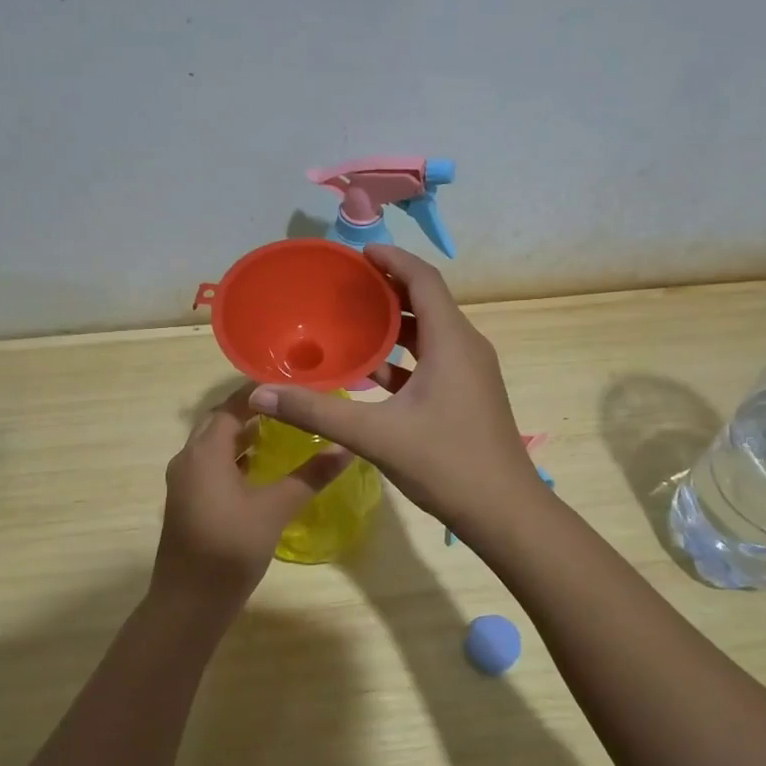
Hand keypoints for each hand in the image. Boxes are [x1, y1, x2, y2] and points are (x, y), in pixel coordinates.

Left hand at [150, 387, 351, 611]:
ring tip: (282, 429)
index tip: (292, 382)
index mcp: (205, 452)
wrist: (188, 603)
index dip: (259, 392)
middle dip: (253, 411)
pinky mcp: (188, 502)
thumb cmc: (230, 548)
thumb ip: (310, 475)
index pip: (232, 406)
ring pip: (215, 446)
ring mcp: (185, 482)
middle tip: (291, 404)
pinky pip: (212, 466)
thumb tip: (346, 447)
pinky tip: (262, 469)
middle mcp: (189, 459)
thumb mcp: (275, 508)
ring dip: (243, 435)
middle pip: (220, 422)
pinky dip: (236, 458)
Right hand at [246, 246, 543, 538]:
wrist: (504, 512)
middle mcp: (466, 347)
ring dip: (394, 326)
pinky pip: (434, 360)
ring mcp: (471, 373)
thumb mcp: (375, 435)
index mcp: (451, 341)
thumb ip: (316, 412)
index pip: (423, 280)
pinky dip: (404, 358)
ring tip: (351, 324)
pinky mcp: (469, 395)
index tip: (358, 253)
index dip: (392, 259)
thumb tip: (260, 394)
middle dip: (387, 290)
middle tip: (345, 288)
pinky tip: (371, 374)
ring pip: (430, 334)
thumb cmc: (446, 464)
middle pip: (427, 302)